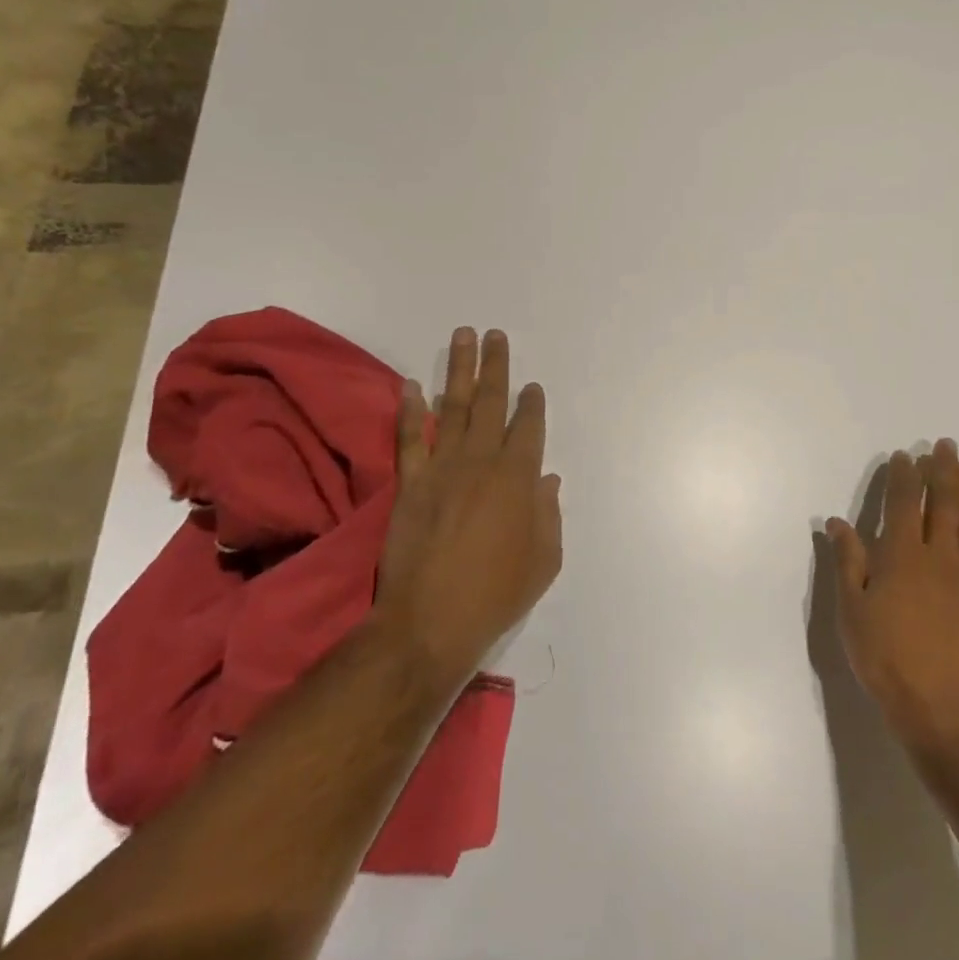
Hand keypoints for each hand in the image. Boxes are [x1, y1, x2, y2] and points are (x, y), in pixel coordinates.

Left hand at [375, 328, 562, 684]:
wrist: (429, 623)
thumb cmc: (496, 594)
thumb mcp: (544, 561)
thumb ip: (548, 514)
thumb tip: (547, 479)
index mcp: (518, 478)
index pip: (528, 427)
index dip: (532, 404)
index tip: (532, 387)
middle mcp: (481, 462)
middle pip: (491, 403)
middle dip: (496, 366)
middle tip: (495, 335)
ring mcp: (442, 469)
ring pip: (454, 408)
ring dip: (459, 371)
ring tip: (463, 337)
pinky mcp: (410, 483)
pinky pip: (410, 438)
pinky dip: (411, 410)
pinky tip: (412, 385)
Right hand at [826, 439, 958, 760]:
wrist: (944, 713)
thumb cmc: (886, 659)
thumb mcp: (852, 611)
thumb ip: (847, 562)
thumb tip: (838, 521)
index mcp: (902, 556)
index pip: (904, 504)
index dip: (905, 476)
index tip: (905, 454)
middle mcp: (939, 558)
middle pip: (944, 505)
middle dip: (942, 471)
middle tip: (946, 445)